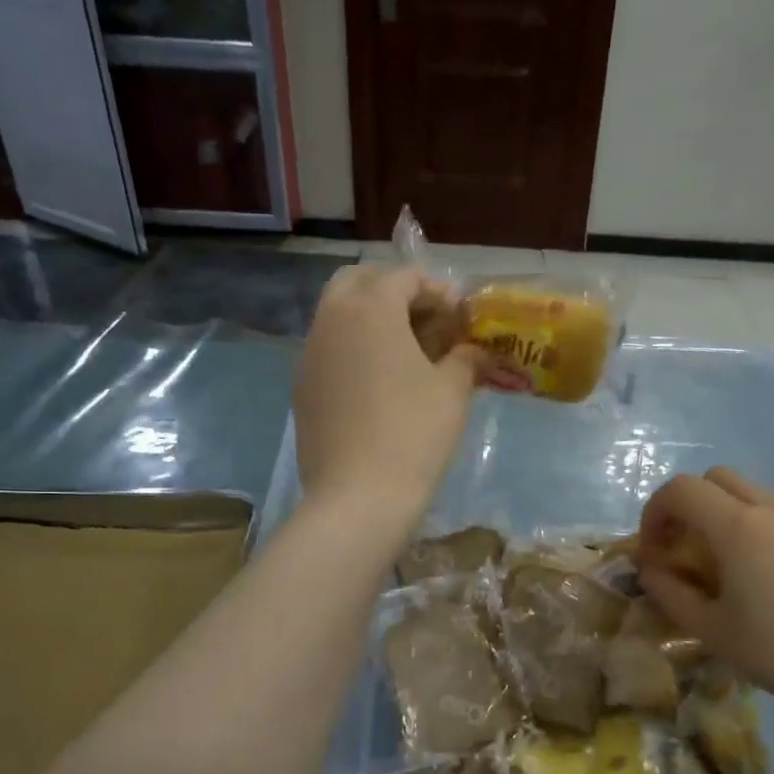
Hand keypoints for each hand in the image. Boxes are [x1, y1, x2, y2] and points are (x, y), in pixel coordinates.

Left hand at [294, 266, 484, 527]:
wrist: (359, 496)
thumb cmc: (414, 433)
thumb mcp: (453, 391)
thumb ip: (465, 358)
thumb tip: (472, 351)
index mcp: (370, 309)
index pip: (403, 277)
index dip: (436, 289)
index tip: (458, 313)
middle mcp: (331, 320)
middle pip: (357, 281)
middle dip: (391, 289)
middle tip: (424, 318)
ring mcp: (309, 354)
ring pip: (336, 314)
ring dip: (369, 318)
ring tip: (403, 351)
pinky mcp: (301, 387)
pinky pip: (327, 350)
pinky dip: (352, 349)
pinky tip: (377, 383)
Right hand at [637, 468, 773, 720]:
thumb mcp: (711, 630)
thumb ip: (670, 593)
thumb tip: (651, 570)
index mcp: (738, 527)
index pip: (681, 489)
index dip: (656, 510)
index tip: (654, 547)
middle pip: (717, 478)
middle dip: (691, 503)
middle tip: (686, 546)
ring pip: (755, 493)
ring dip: (728, 514)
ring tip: (731, 564)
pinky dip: (764, 529)